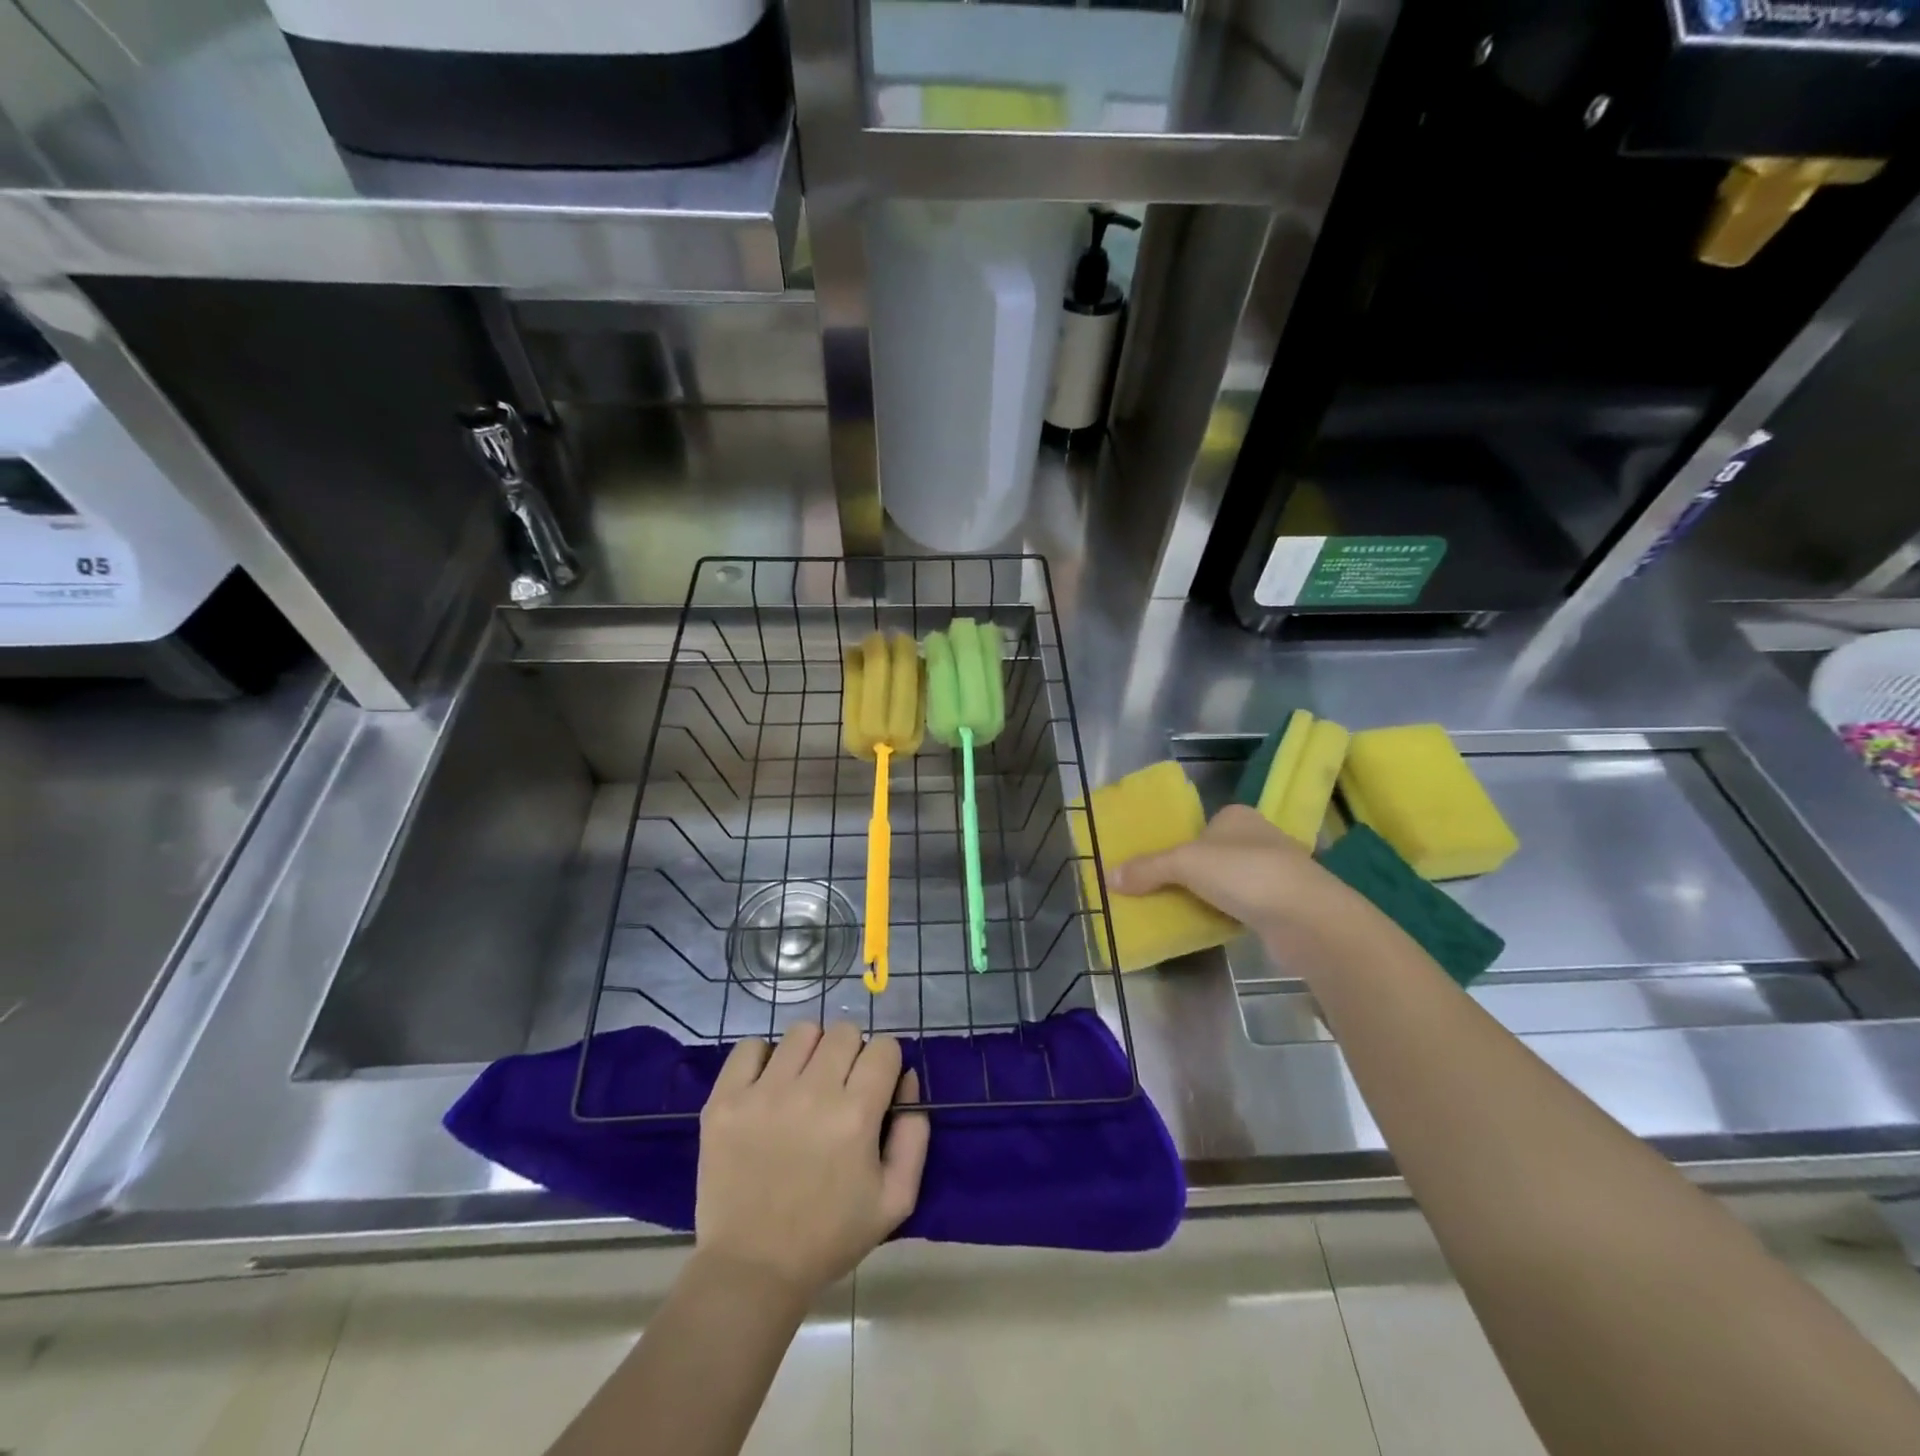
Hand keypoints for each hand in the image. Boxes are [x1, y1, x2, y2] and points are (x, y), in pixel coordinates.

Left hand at [696, 1022, 928, 1299]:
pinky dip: (762, 1059)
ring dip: (810, 1052)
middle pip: (844, 1032)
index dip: (885, 1065)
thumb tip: (906, 1077)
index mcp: (856, 1115)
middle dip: (851, 1054)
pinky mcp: (725, 1100)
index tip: (875, 1088)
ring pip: (801, 1032)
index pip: (884, 1048)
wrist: (752, 1270)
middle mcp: (812, 1093)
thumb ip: (914, 1134)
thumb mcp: (895, 1199)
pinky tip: (767, 1088)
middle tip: (839, 1088)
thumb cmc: (830, 1236)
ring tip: (802, 1085)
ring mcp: (763, 1093)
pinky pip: (750, 1047)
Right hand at [1107, 804, 1360, 950]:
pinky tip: (1209, 926)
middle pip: (1212, 854)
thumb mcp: (1185, 864)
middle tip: (1159, 891)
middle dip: (1190, 873)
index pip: (1200, 826)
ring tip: (1178, 911)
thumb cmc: (1245, 874)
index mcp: (1238, 817)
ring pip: (1228, 882)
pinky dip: (1225, 914)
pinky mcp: (1283, 905)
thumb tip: (1107, 876)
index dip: (1178, 844)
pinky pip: (1242, 906)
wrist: (1306, 918)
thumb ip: (1147, 869)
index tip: (1154, 867)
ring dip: (1208, 895)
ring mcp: (1275, 872)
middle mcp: (1259, 838)